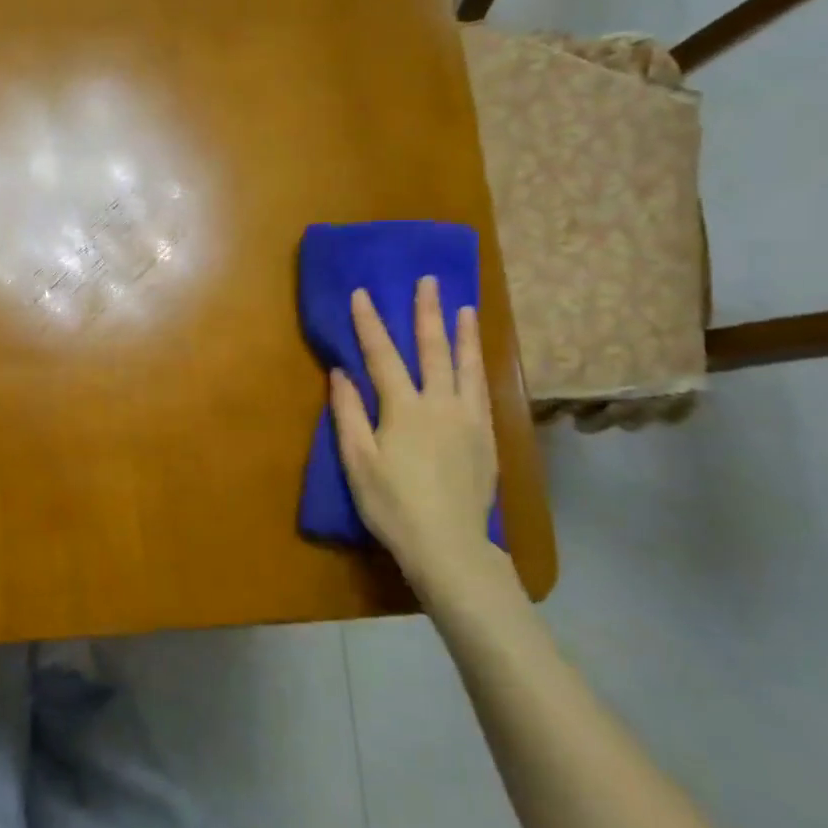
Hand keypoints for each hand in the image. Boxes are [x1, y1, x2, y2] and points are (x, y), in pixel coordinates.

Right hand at [328, 278, 508, 605]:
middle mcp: (441, 404)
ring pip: (467, 367)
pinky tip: (479, 361)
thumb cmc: (392, 505)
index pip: (382, 356)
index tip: (362, 293)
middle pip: (433, 350)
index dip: (370, 323)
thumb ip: (348, 413)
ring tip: (466, 308)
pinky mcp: (487, 438)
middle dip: (427, 313)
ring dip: (463, 334)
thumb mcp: (357, 461)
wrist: (448, 545)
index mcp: (404, 409)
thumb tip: (340, 372)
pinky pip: (483, 392)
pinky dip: (480, 368)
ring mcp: (469, 420)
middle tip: (428, 282)